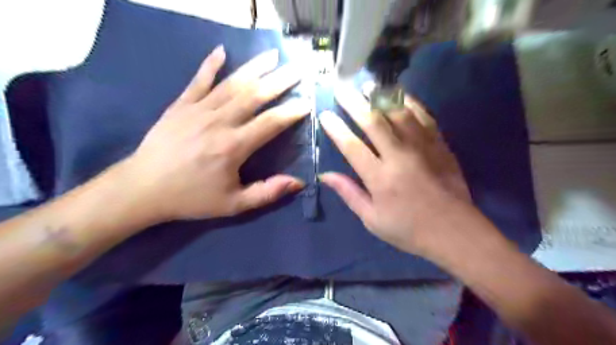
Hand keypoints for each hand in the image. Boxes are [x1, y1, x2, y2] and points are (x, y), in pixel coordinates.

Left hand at [122, 46, 310, 221]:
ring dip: (255, 67)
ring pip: (232, 83)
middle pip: (255, 96)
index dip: (291, 112)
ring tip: (273, 54)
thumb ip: (267, 192)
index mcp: (233, 147)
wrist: (142, 189)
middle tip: (298, 69)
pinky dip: (210, 64)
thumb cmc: (192, 198)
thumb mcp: (233, 204)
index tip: (307, 103)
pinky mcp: (180, 105)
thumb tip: (298, 182)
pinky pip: (198, 80)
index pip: (270, 123)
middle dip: (280, 81)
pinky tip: (222, 50)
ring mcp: (198, 110)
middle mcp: (219, 122)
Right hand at [320, 84, 470, 256]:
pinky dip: (410, 103)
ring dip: (380, 96)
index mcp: (379, 178)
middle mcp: (399, 156)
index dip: (336, 128)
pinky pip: (424, 116)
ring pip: (399, 113)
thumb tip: (325, 175)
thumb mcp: (371, 219)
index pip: (352, 146)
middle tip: (341, 89)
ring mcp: (422, 147)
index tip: (325, 114)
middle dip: (354, 103)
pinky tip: (400, 94)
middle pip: (373, 122)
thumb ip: (349, 193)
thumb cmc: (408, 229)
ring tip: (367, 86)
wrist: (454, 231)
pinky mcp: (439, 144)